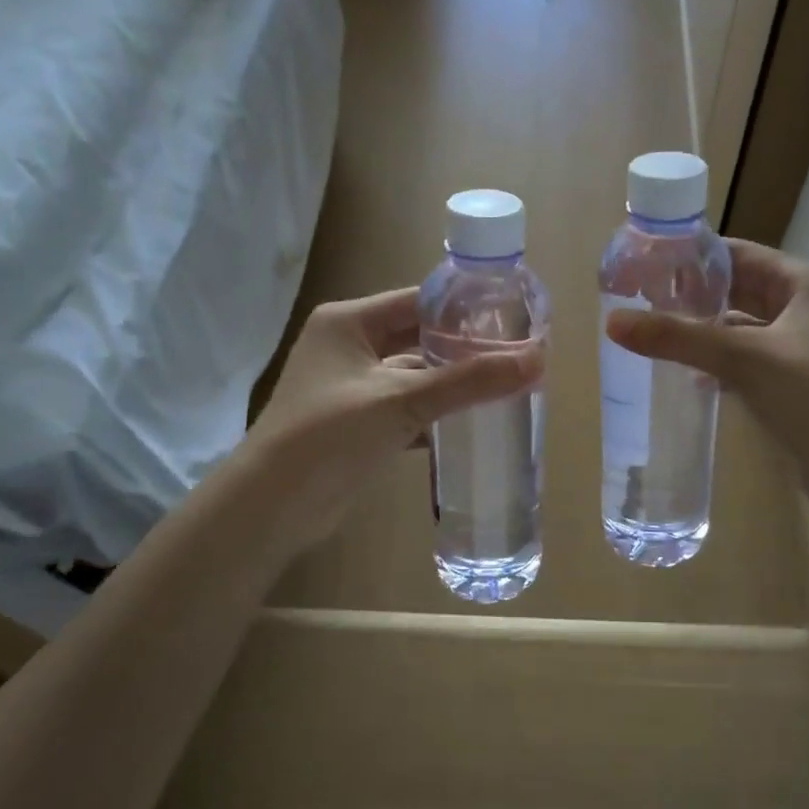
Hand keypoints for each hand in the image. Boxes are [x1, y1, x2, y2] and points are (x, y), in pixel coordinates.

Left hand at [242, 288, 542, 551]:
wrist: (273, 507)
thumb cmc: (329, 436)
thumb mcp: (402, 401)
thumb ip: (468, 381)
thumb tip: (536, 360)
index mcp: (348, 322)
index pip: (418, 301)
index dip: (464, 309)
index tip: (513, 318)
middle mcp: (348, 347)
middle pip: (419, 338)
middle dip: (464, 350)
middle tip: (517, 356)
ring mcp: (352, 388)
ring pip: (416, 377)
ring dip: (453, 386)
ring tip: (507, 388)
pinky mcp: (359, 424)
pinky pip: (408, 410)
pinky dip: (436, 416)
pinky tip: (474, 424)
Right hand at [605, 240, 808, 524]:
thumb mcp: (746, 360)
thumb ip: (679, 338)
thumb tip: (614, 322)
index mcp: (806, 285)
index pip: (740, 255)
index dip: (693, 257)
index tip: (644, 265)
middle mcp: (808, 309)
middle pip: (740, 291)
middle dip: (693, 297)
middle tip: (639, 302)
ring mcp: (804, 350)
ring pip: (742, 330)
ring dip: (704, 334)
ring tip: (653, 336)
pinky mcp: (797, 386)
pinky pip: (749, 364)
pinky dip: (719, 365)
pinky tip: (687, 376)